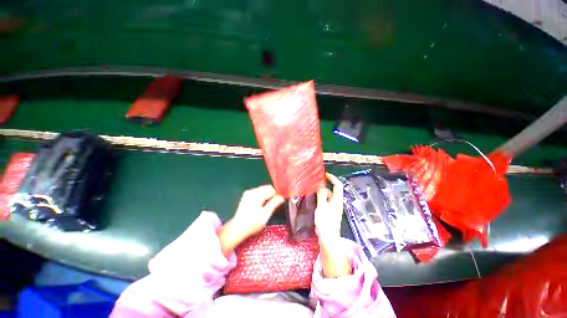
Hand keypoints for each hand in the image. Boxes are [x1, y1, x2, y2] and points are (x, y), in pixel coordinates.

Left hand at [219, 185, 283, 255]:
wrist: (236, 229)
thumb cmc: (252, 223)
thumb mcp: (265, 215)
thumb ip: (274, 204)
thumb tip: (282, 197)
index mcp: (257, 194)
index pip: (271, 189)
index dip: (277, 195)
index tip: (279, 202)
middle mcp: (252, 191)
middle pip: (266, 187)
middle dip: (271, 194)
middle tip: (273, 205)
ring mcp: (248, 193)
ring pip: (262, 189)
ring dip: (267, 195)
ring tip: (267, 206)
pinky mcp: (246, 196)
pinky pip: (257, 192)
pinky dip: (261, 196)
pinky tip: (261, 205)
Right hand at [315, 173, 351, 277]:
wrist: (328, 238)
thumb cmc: (325, 222)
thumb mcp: (322, 207)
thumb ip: (321, 195)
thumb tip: (321, 185)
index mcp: (337, 200)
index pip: (338, 185)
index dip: (332, 178)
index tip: (324, 174)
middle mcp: (337, 203)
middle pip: (333, 190)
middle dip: (325, 184)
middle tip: (316, 181)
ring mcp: (333, 208)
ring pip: (329, 196)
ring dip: (322, 191)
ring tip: (313, 189)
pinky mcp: (329, 212)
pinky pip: (326, 201)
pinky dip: (321, 197)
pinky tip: (314, 198)